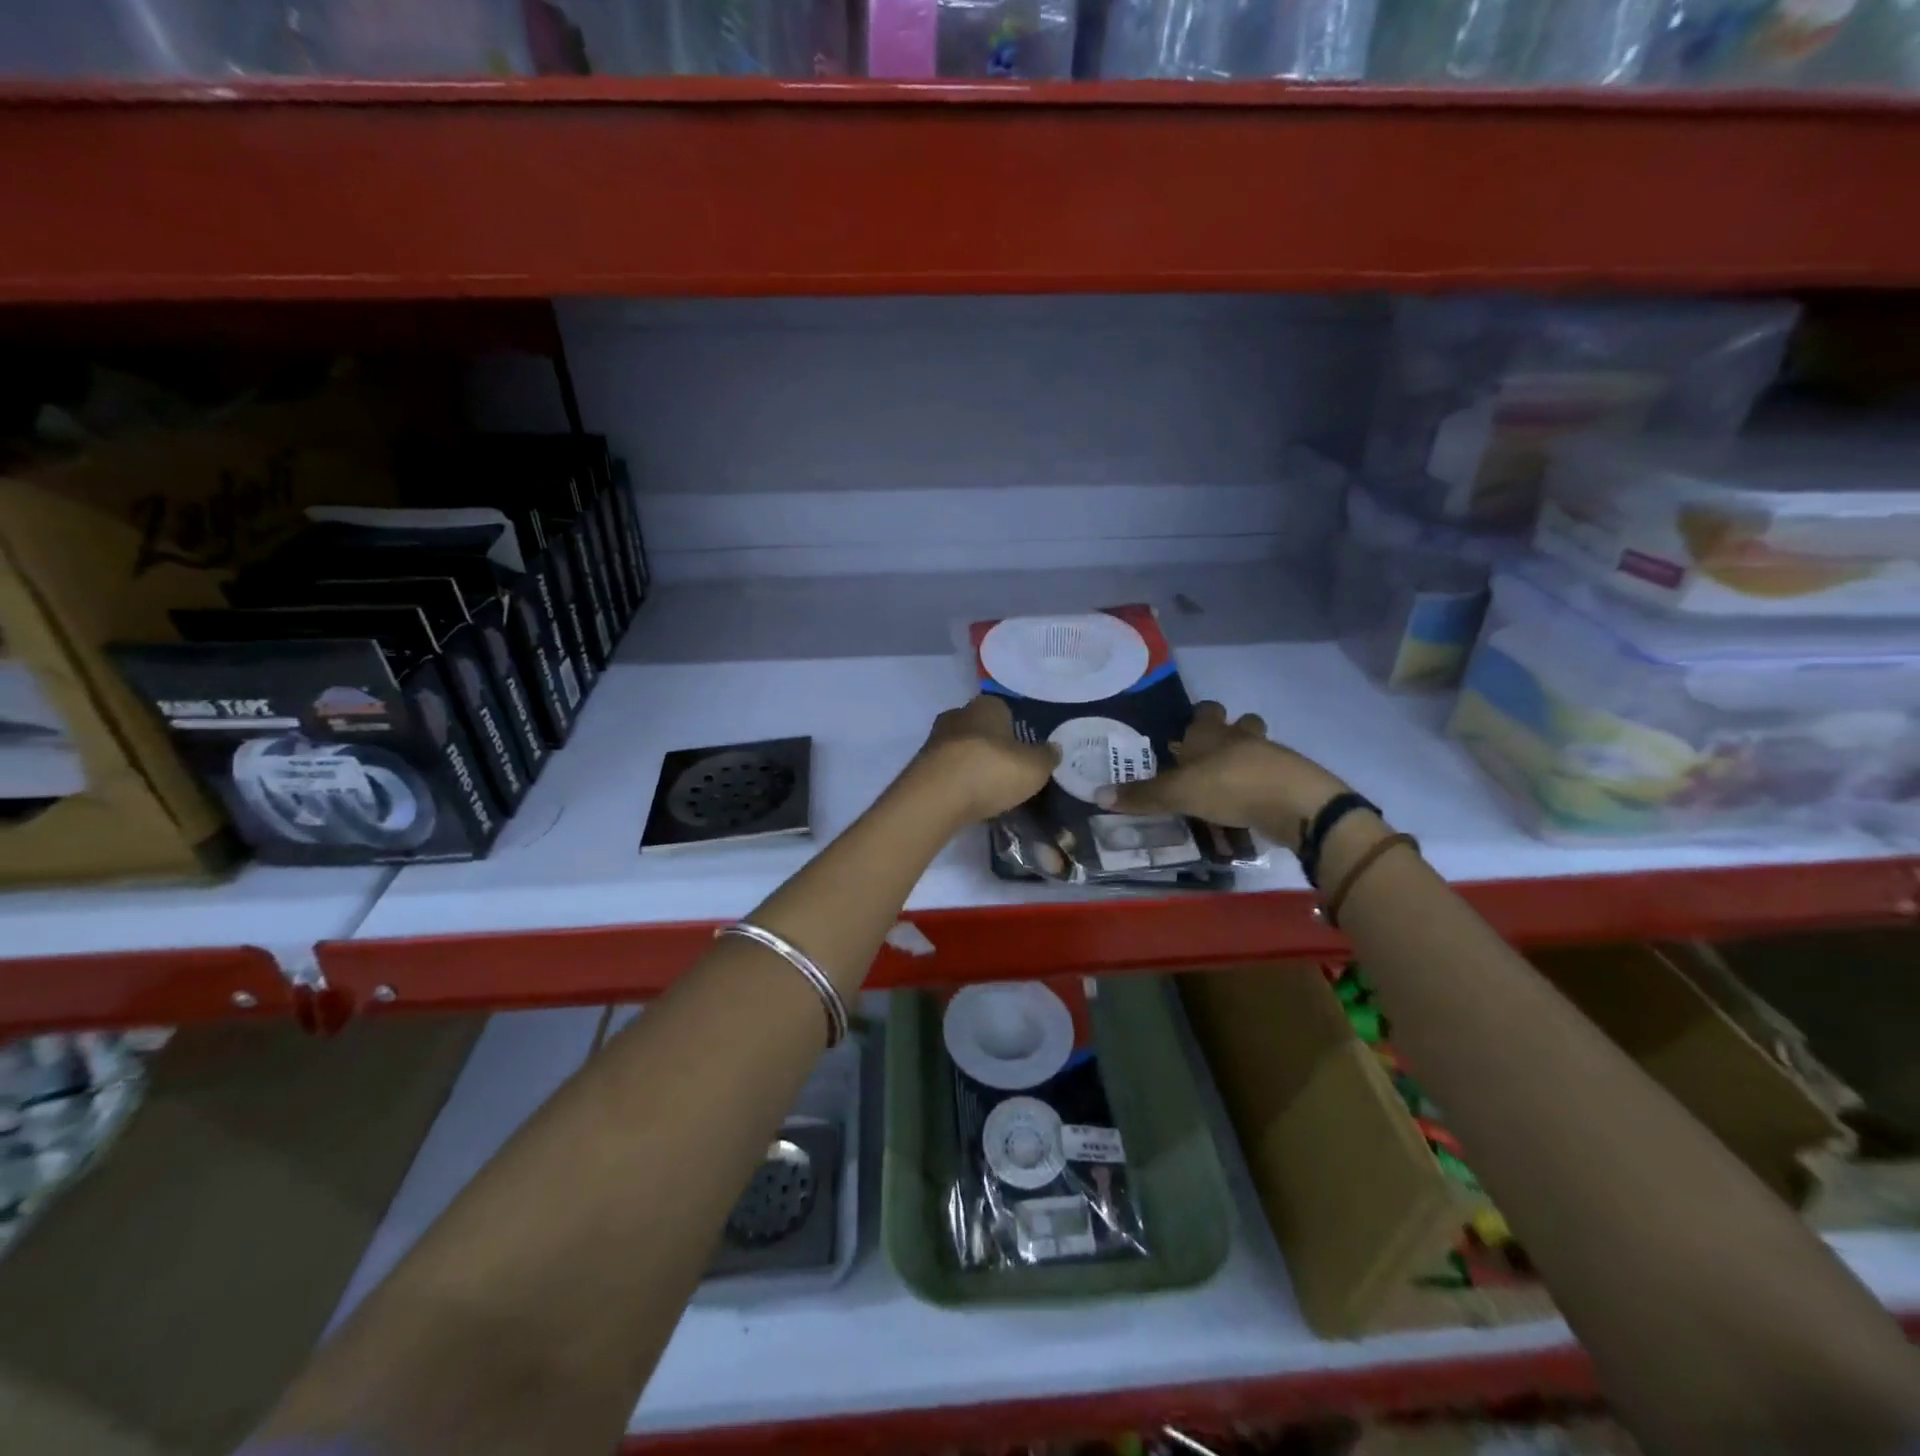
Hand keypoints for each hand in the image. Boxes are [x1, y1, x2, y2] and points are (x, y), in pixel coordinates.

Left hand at [910, 694, 1060, 823]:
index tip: (1023, 750)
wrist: (938, 796)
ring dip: (972, 765)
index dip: (1015, 729)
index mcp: (987, 705)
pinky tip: (968, 799)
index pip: (1004, 710)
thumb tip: (1054, 749)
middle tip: (1008, 770)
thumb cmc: (992, 770)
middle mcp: (958, 714)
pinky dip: (957, 782)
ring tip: (989, 790)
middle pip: (980, 729)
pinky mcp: (921, 766)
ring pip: (961, 750)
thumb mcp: (1034, 767)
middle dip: (991, 746)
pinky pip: (947, 771)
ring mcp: (935, 740)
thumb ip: (1046, 756)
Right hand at [1094, 701, 1348, 850]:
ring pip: (1259, 747)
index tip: (1187, 731)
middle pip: (1240, 723)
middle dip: (1229, 734)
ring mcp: (1270, 756)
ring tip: (1229, 783)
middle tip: (1209, 757)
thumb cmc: (1229, 785)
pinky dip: (1261, 787)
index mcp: (1212, 733)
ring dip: (1247, 759)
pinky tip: (1250, 807)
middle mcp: (1241, 737)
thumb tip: (1096, 795)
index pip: (1205, 711)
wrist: (1295, 804)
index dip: (1198, 717)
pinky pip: (1272, 777)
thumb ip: (1142, 796)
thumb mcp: (1177, 794)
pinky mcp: (1290, 780)